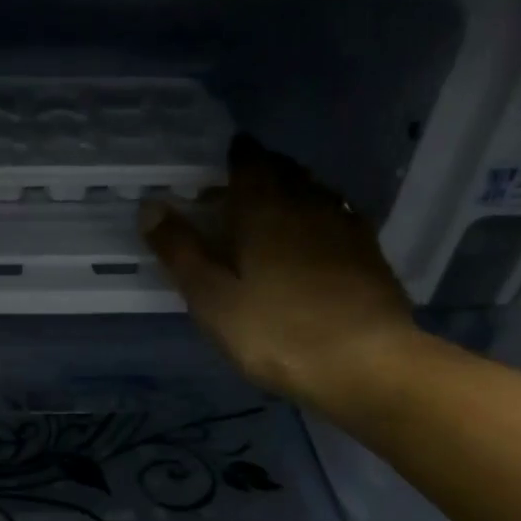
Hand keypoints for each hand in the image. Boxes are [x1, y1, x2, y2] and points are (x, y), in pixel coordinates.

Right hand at [141, 135, 423, 423]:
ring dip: (291, 193)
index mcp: (264, 208)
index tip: (216, 168)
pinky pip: (338, 218)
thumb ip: (180, 251)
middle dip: (260, 173)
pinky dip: (318, 219)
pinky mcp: (370, 252)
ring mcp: (345, 226)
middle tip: (236, 194)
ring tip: (271, 216)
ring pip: (313, 192)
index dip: (232, 158)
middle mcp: (308, 203)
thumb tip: (150, 207)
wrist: (365, 362)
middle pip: (284, 171)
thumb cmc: (275, 332)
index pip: (248, 161)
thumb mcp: (212, 299)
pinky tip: (313, 243)